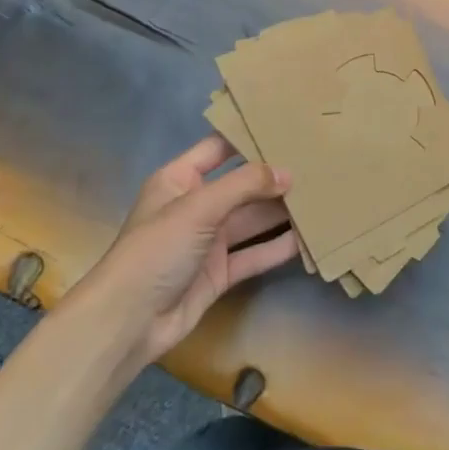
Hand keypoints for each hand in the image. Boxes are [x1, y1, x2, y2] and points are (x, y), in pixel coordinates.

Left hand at [69, 136, 299, 365]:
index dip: (248, 137)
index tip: (286, 126)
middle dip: (274, 178)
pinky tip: (308, 239)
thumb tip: (286, 173)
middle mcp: (196, 206)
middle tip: (317, 165)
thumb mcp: (198, 207)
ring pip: (252, 220)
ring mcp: (208, 241)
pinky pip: (254, 254)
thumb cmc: (156, 250)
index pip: (218, 148)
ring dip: (281, 212)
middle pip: (242, 185)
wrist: (128, 323)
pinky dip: (277, 247)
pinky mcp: (219, 272)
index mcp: (180, 180)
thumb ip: (244, 185)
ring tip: (321, 198)